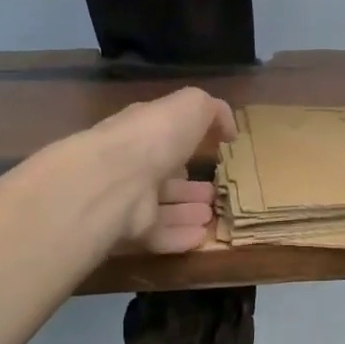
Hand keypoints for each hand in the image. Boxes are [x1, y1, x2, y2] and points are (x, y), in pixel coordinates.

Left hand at [87, 88, 235, 253]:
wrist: (116, 179)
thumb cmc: (156, 136)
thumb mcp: (193, 106)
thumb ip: (213, 111)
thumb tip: (228, 130)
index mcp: (144, 130)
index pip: (166, 136)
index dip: (189, 142)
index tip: (214, 151)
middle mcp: (132, 163)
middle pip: (164, 175)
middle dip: (188, 184)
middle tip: (214, 192)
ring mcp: (128, 199)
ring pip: (161, 207)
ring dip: (187, 211)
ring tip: (212, 215)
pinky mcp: (129, 231)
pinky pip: (159, 236)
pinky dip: (180, 237)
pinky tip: (203, 237)